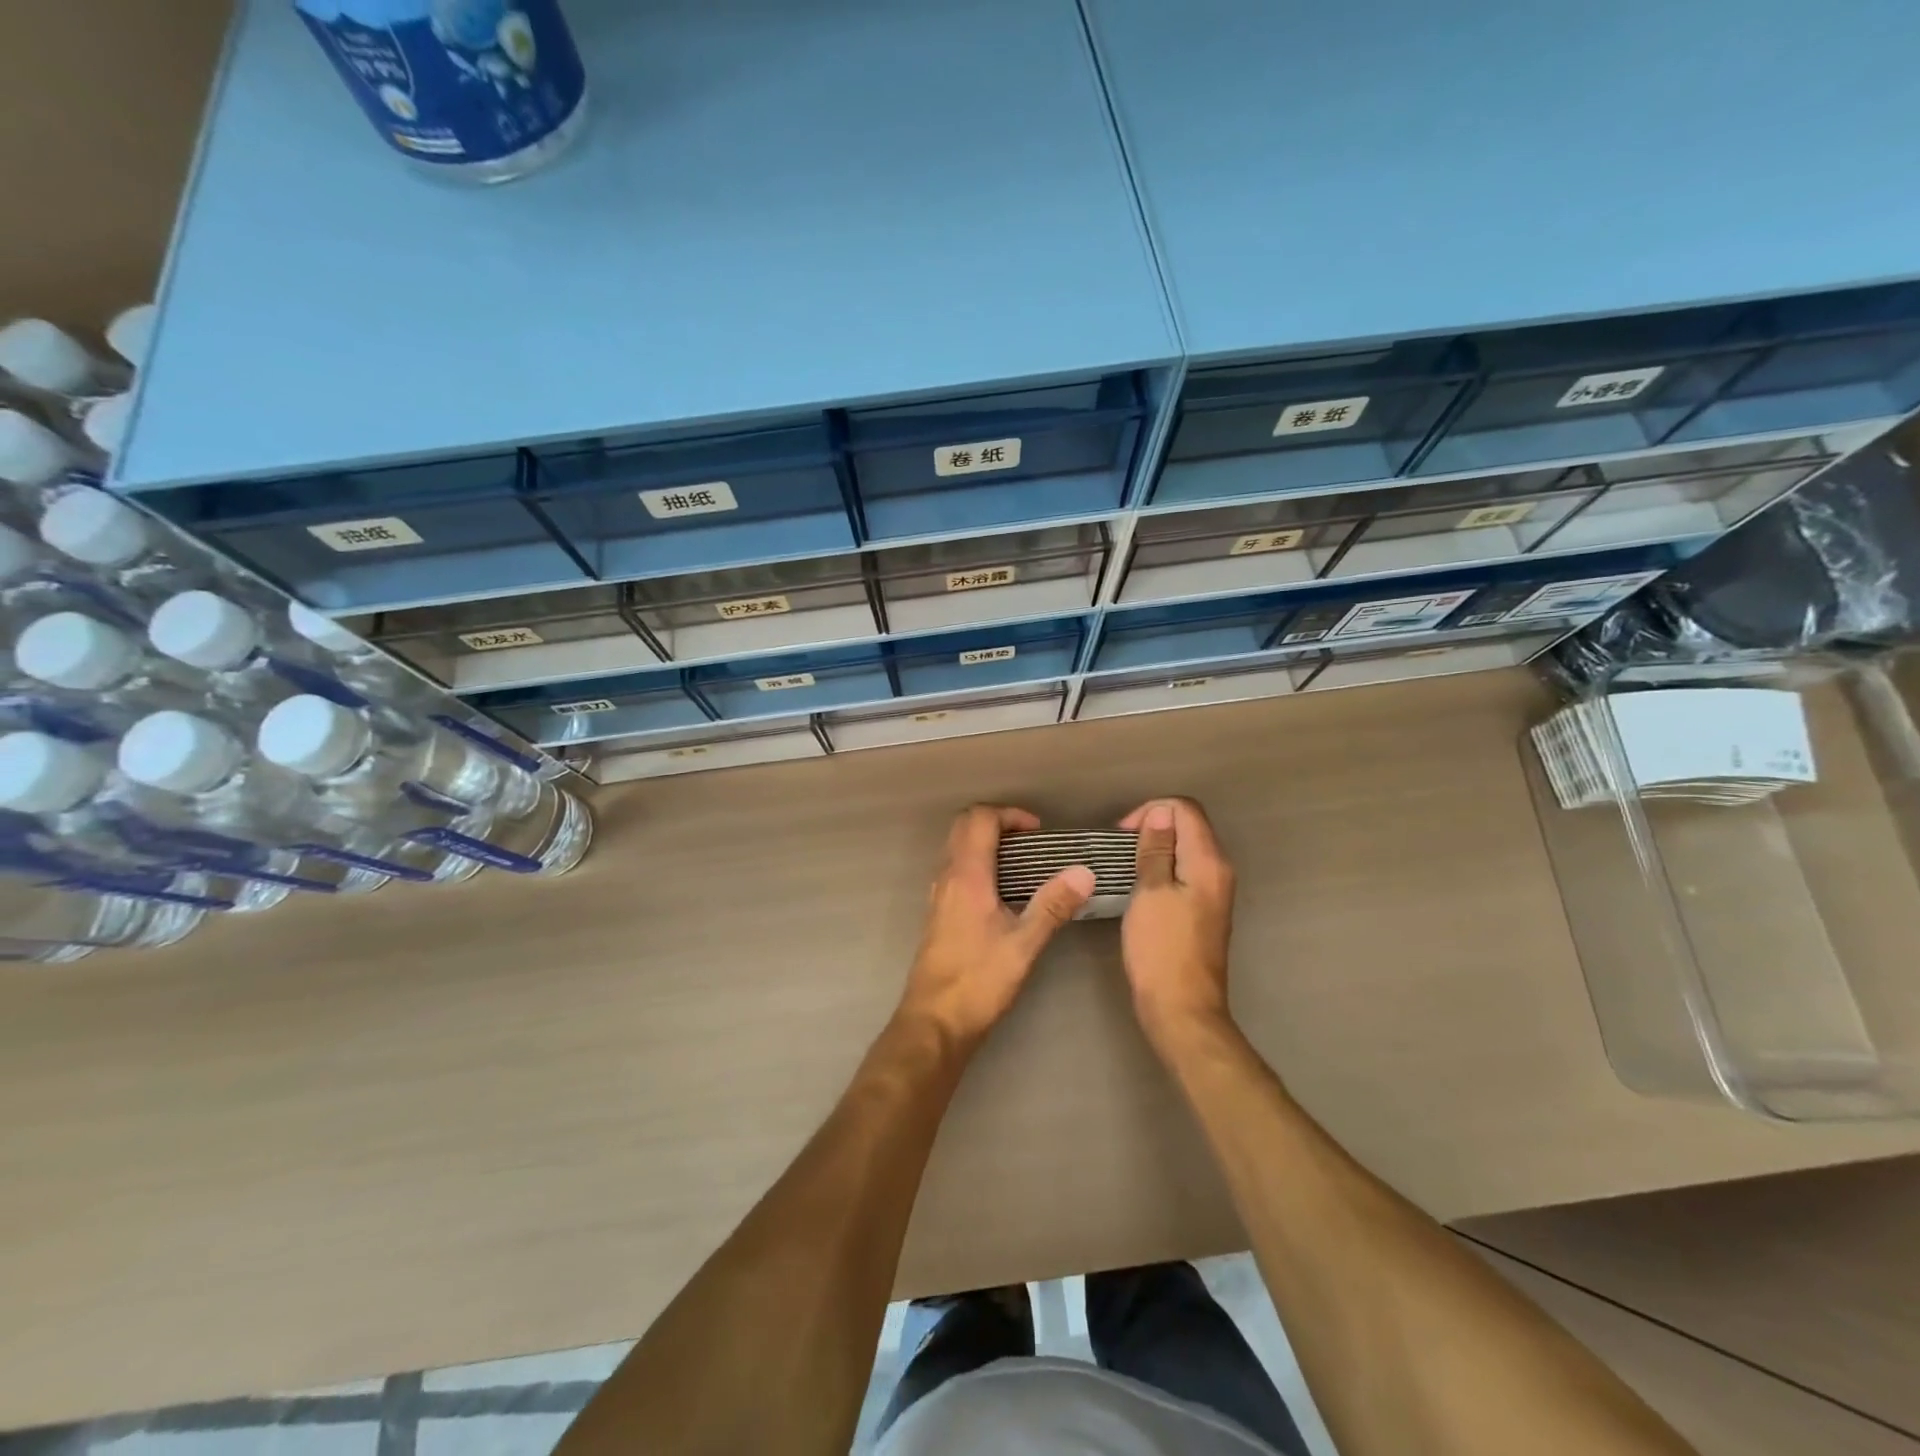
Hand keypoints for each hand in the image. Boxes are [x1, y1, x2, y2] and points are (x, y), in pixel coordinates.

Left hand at [897, 805, 1093, 1047]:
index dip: (1010, 815)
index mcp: (966, 876)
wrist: (935, 1022)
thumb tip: (1084, 872)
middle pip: (964, 826)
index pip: (980, 819)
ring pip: (957, 847)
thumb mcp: (1023, 945)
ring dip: (986, 843)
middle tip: (1032, 842)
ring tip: (1023, 864)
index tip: (1039, 832)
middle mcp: (947, 877)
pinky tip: (1003, 892)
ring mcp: (938, 894)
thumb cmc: (979, 981)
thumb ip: (1053, 905)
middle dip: (998, 823)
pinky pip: (955, 869)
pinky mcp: (938, 912)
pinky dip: (978, 863)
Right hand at [1118, 798, 1236, 1048]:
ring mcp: (1214, 892)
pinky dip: (1162, 868)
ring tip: (1125, 865)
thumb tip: (1159, 813)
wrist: (1181, 1008)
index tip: (1122, 834)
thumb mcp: (1150, 892)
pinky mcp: (1204, 910)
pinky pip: (1184, 872)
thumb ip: (1156, 849)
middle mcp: (1219, 871)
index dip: (1152, 810)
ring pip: (1186, 849)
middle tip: (1120, 848)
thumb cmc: (1160, 948)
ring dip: (1155, 848)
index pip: (1186, 809)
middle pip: (1189, 826)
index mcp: (1208, 862)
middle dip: (1153, 826)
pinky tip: (1139, 886)